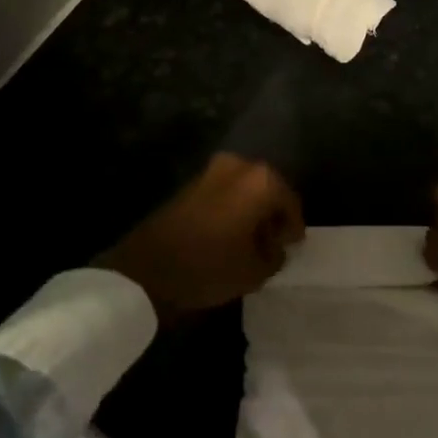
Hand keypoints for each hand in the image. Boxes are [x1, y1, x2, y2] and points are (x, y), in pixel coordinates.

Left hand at [98, 154, 304, 321]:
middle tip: (273, 244)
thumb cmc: (208, 267)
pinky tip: (229, 236)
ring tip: (251, 243)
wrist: (144, 270)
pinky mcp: (191, 183)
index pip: (291, 202)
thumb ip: (275, 256)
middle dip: (272, 216)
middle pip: (269, 190)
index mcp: (261, 181)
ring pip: (246, 190)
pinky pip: (225, 193)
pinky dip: (233, 210)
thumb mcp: (254, 271)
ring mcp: (212, 171)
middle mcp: (240, 166)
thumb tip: (275, 247)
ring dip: (251, 212)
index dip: (293, 228)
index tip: (292, 247)